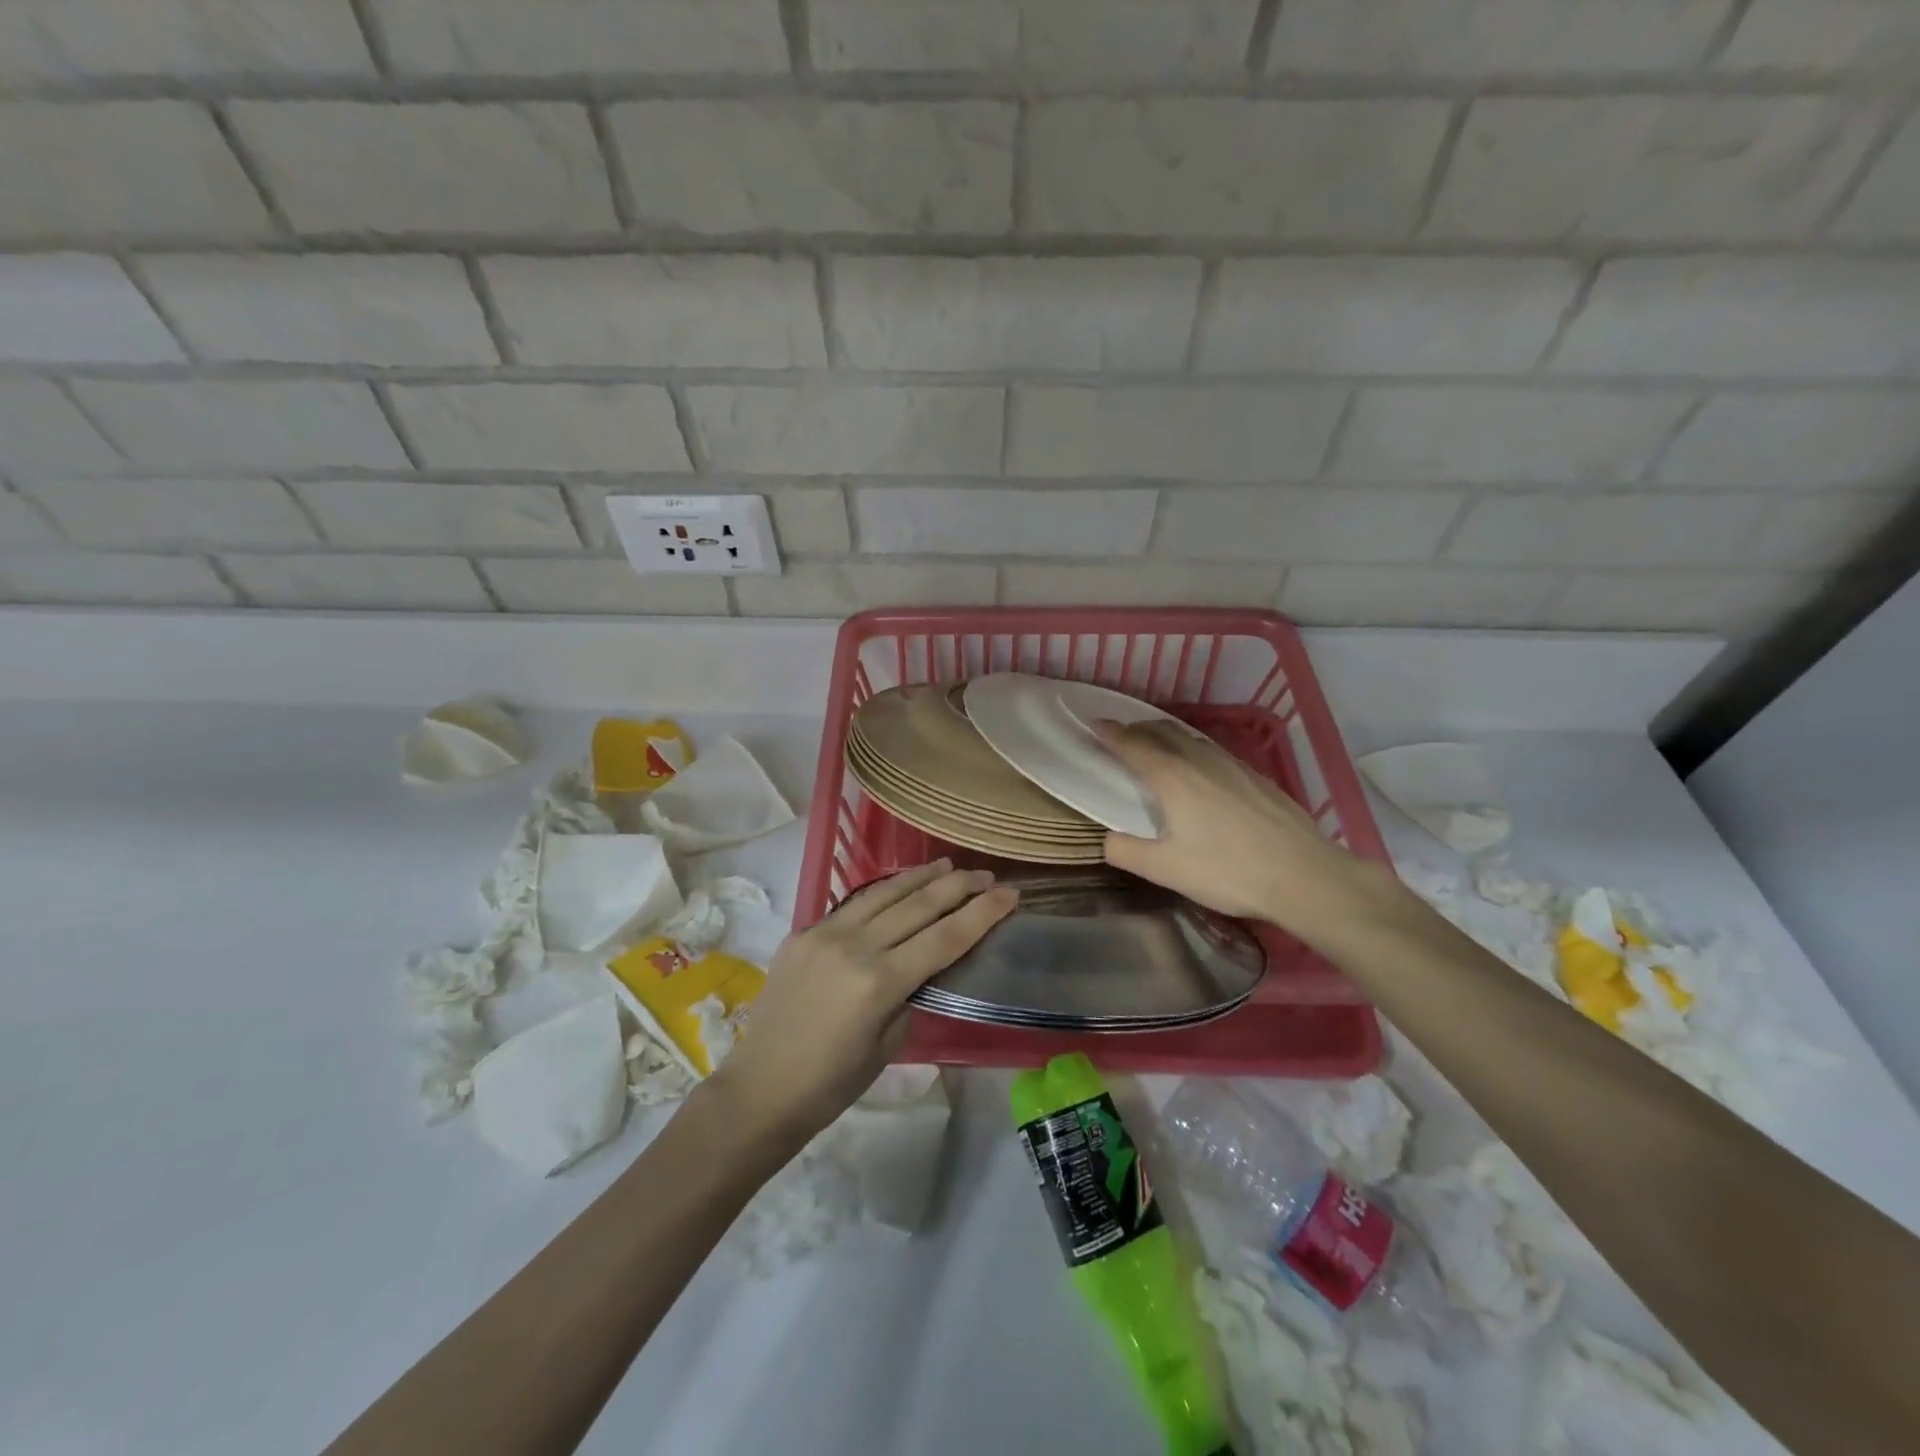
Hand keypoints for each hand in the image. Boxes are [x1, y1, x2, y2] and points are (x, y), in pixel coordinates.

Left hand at [708, 860, 1016, 1144]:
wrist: (761, 1088)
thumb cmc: (832, 1083)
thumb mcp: (888, 1045)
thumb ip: (909, 995)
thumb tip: (919, 964)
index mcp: (880, 982)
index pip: (945, 937)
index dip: (983, 913)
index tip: (1011, 894)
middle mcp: (855, 946)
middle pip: (919, 904)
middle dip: (959, 886)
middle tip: (987, 876)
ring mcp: (825, 933)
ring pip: (884, 893)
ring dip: (920, 877)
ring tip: (948, 866)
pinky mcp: (803, 932)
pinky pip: (853, 904)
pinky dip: (883, 891)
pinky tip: (898, 886)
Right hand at [1096, 720, 1384, 939]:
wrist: (1304, 875)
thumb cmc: (1229, 871)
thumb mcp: (1166, 870)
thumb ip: (1127, 852)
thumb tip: (1107, 839)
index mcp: (1172, 777)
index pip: (1132, 744)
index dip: (1109, 733)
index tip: (1092, 725)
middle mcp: (1199, 760)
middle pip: (1161, 731)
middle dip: (1135, 729)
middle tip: (1119, 738)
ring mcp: (1232, 764)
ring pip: (1189, 737)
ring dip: (1164, 736)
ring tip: (1154, 749)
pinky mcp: (1255, 775)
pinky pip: (1211, 750)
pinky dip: (1190, 749)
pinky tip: (1198, 770)